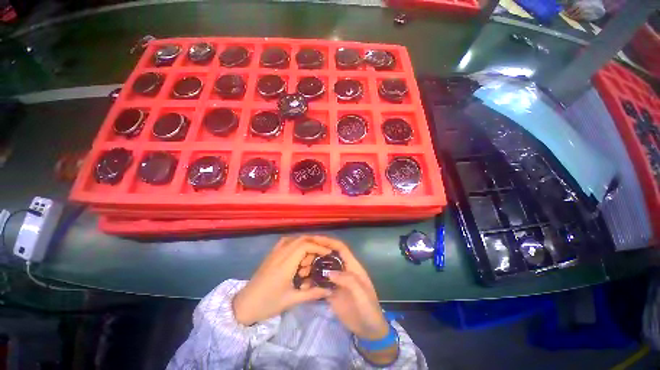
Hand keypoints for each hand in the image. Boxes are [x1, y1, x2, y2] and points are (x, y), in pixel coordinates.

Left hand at [232, 236, 332, 325]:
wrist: (244, 305)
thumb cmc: (268, 304)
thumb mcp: (291, 300)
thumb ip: (312, 294)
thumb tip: (330, 290)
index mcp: (285, 264)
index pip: (305, 246)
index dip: (318, 247)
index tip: (328, 253)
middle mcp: (280, 254)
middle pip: (301, 239)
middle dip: (315, 243)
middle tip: (323, 253)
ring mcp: (274, 252)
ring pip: (294, 239)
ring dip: (306, 243)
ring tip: (312, 255)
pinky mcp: (271, 254)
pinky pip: (286, 242)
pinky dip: (296, 243)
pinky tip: (299, 254)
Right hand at [307, 236, 388, 340]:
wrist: (369, 330)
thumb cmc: (369, 309)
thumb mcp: (362, 294)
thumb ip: (348, 281)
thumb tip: (329, 273)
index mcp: (353, 267)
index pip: (341, 248)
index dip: (330, 242)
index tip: (316, 239)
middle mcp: (343, 270)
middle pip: (330, 256)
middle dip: (319, 251)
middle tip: (304, 251)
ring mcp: (337, 281)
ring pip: (324, 269)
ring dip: (313, 266)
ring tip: (300, 266)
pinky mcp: (331, 292)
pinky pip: (320, 283)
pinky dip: (312, 281)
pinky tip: (303, 283)